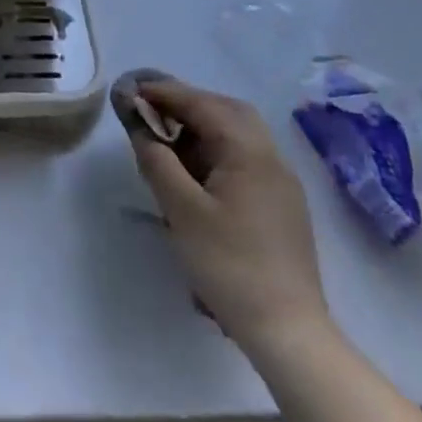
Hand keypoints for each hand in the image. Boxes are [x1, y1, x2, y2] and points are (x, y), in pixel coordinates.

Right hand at [116, 72, 329, 352]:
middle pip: (227, 111)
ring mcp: (281, 183)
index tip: (133, 89)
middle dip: (188, 104)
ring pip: (239, 134)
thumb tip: (140, 129)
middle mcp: (270, 157)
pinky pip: (246, 158)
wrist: (289, 332)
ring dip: (203, 127)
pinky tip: (196, 173)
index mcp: (248, 152)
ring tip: (169, 141)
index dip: (165, 92)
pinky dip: (217, 150)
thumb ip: (157, 162)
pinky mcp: (282, 205)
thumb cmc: (230, 265)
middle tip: (153, 110)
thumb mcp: (181, 211)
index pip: (202, 104)